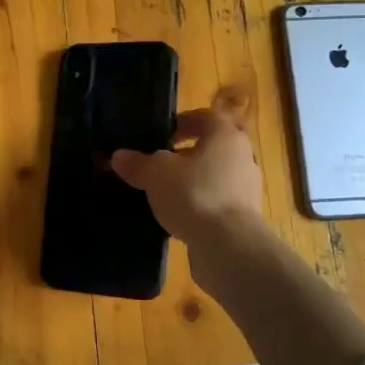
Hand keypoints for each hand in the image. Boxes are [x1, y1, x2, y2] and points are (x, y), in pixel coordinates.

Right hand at [110, 97, 262, 248]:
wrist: (229, 247)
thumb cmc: (195, 194)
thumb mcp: (156, 174)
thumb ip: (138, 163)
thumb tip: (119, 157)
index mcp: (225, 136)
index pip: (205, 118)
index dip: (182, 122)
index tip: (161, 135)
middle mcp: (242, 157)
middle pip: (210, 148)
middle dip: (184, 155)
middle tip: (157, 163)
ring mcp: (246, 189)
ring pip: (214, 176)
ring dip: (191, 181)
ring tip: (163, 192)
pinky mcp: (243, 217)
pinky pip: (216, 202)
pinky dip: (199, 204)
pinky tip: (177, 216)